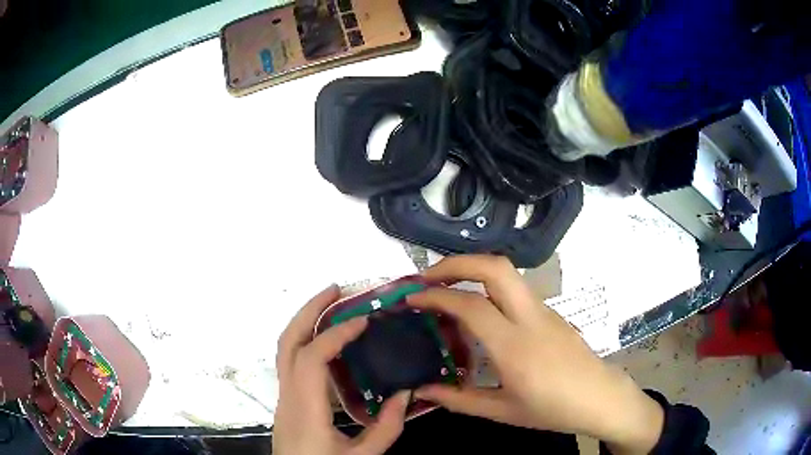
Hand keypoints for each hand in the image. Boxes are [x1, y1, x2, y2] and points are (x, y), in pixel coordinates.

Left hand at [275, 285, 409, 454]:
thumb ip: (386, 429)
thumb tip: (405, 394)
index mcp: (305, 409)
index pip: (311, 358)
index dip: (334, 334)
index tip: (362, 320)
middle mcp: (288, 396)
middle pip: (287, 342)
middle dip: (308, 310)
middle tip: (335, 290)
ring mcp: (283, 397)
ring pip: (285, 349)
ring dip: (305, 322)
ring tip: (332, 306)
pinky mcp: (286, 401)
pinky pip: (291, 361)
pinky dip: (307, 341)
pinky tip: (329, 343)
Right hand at [408, 255, 663, 454]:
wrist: (600, 397)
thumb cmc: (552, 409)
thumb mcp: (502, 411)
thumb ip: (458, 400)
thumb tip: (422, 391)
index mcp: (514, 346)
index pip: (470, 305)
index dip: (435, 296)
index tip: (411, 298)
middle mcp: (529, 317)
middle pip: (494, 267)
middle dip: (455, 263)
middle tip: (427, 277)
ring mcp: (543, 310)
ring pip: (506, 273)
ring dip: (472, 271)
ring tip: (446, 290)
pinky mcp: (549, 312)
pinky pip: (514, 289)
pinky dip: (487, 287)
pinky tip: (477, 314)